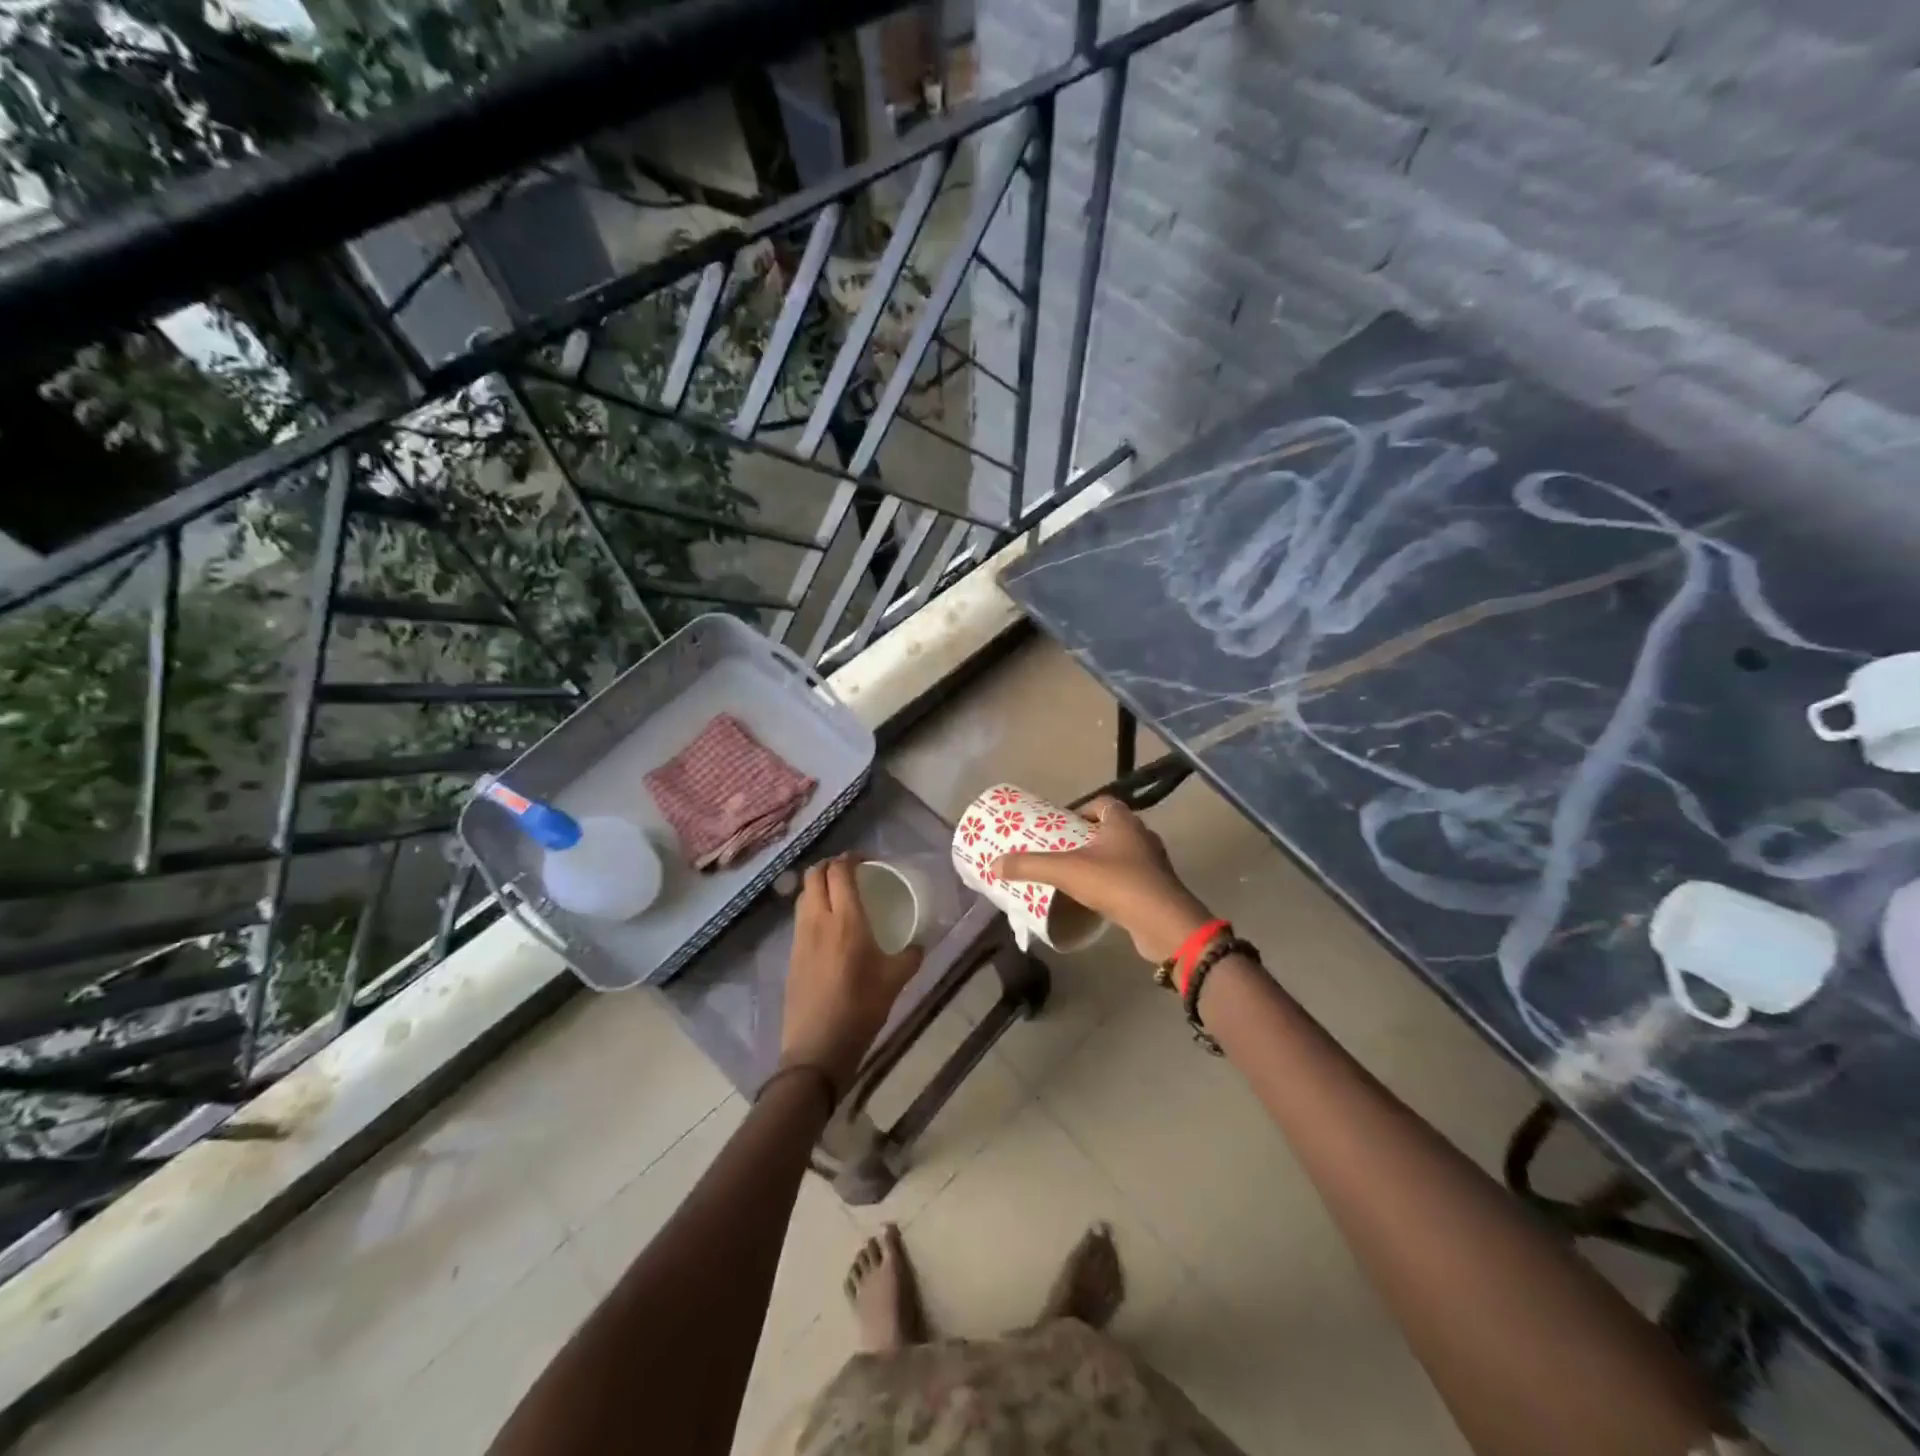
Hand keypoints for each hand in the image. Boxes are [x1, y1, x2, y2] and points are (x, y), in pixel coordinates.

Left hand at [781, 855, 923, 1095]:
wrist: (817, 1047)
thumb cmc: (861, 1009)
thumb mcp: (895, 981)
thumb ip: (910, 957)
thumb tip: (920, 945)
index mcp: (846, 920)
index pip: (839, 872)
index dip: (850, 858)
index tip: (866, 860)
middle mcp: (818, 920)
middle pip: (815, 875)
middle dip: (831, 865)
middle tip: (851, 871)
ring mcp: (800, 937)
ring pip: (803, 895)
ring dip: (818, 885)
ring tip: (839, 893)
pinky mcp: (792, 954)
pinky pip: (800, 917)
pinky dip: (812, 907)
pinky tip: (828, 925)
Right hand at [993, 797, 1213, 962]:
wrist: (1163, 923)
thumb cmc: (1116, 884)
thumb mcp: (1066, 871)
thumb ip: (1030, 866)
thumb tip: (994, 864)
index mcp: (1124, 822)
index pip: (1103, 803)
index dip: (1082, 810)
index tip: (1062, 826)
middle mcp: (1142, 836)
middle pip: (1112, 828)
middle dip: (1088, 837)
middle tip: (1063, 850)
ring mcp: (1154, 863)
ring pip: (1123, 853)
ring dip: (1103, 860)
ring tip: (1077, 874)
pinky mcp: (1158, 889)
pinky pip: (1132, 877)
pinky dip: (1115, 882)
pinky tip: (1098, 897)